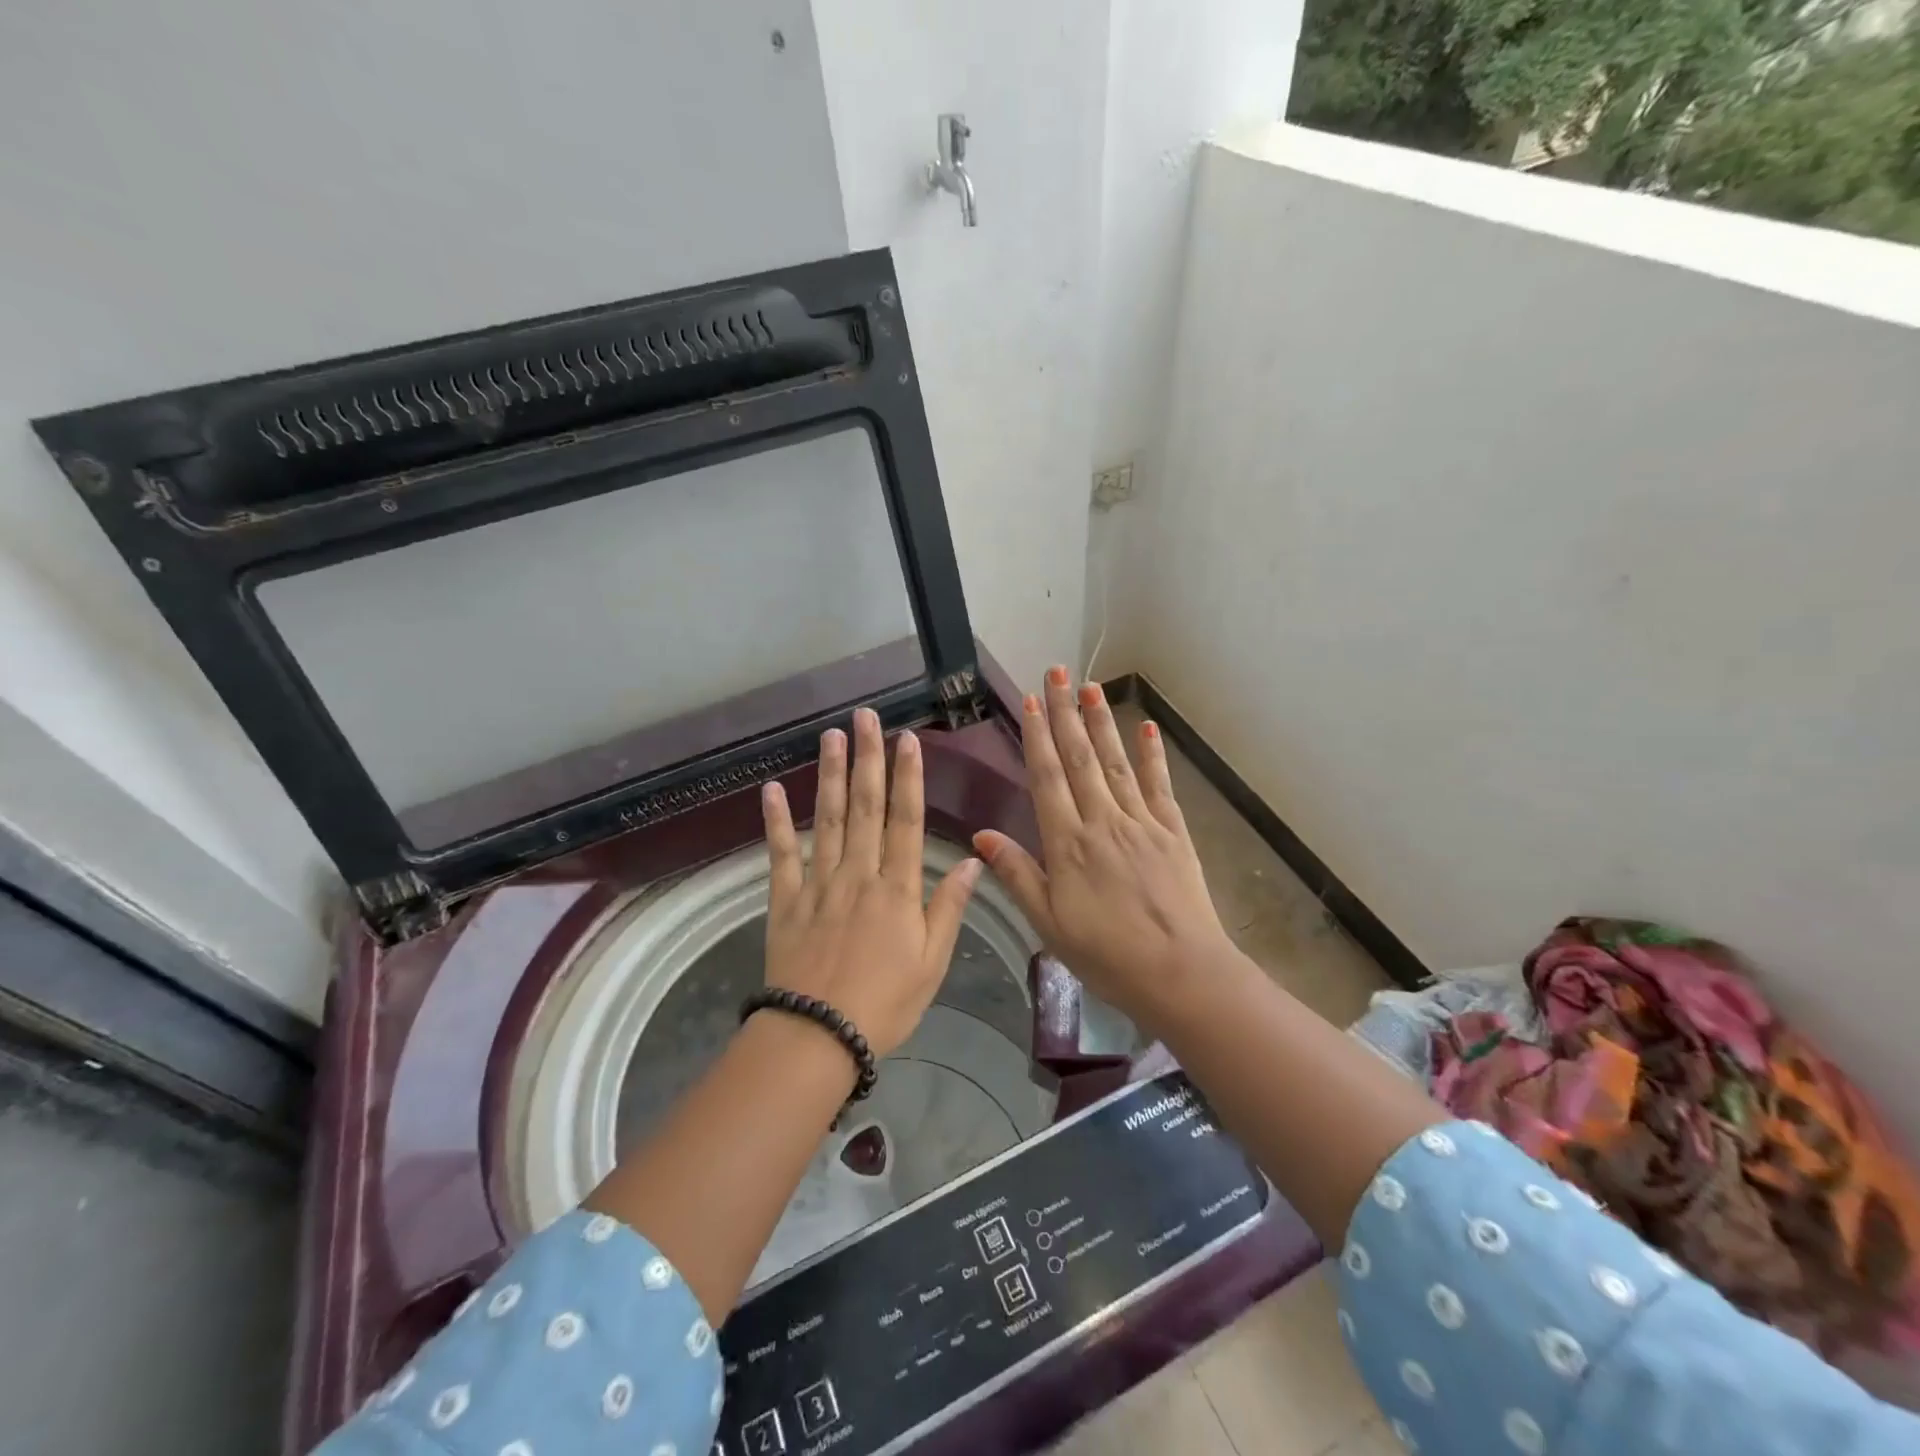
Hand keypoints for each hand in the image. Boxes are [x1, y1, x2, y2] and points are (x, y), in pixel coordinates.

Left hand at [760, 707, 981, 1058]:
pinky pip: (781, 855)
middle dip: (867, 759)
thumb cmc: (885, 1003)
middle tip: (865, 717)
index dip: (908, 777)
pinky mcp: (786, 900)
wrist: (819, 1036)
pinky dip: (776, 822)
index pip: (906, 821)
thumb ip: (949, 907)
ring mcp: (819, 884)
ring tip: (830, 737)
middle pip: (865, 807)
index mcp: (897, 888)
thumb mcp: (932, 962)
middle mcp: (859, 874)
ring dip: (829, 775)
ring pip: (827, 819)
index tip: (906, 740)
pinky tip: (771, 790)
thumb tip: (973, 861)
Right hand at [973, 667, 1231, 1024]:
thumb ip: (1016, 874)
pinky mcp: (1173, 832)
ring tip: (1091, 686)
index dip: (1037, 735)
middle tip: (1057, 673)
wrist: (1181, 973)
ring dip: (1101, 722)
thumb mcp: (1049, 923)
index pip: (1047, 777)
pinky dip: (1152, 754)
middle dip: (1066, 712)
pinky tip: (1145, 727)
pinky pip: (1159, 785)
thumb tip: (982, 835)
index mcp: (1067, 843)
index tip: (1031, 700)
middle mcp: (1103, 820)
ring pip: (1116, 762)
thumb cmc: (1107, 955)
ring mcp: (1141, 822)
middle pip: (1080, 757)